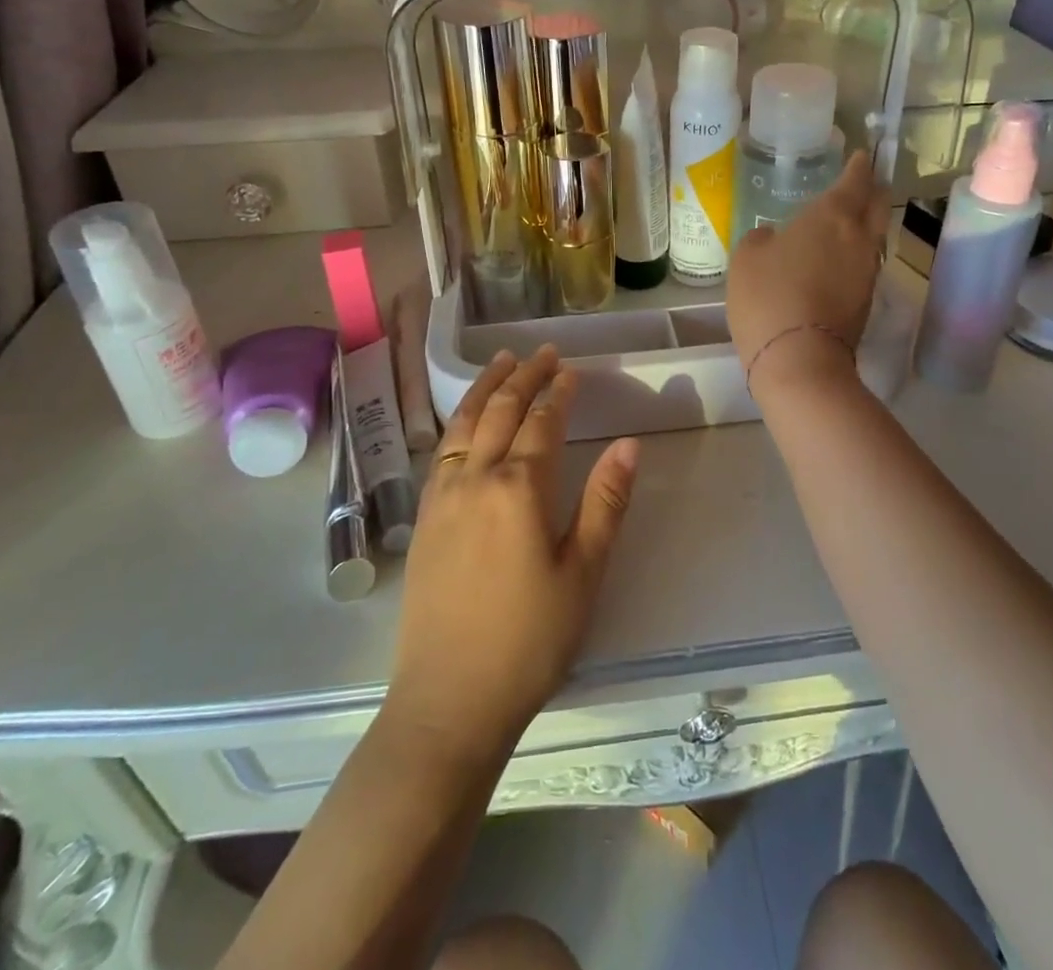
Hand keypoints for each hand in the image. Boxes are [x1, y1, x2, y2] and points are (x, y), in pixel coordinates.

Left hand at [386, 347, 638, 762]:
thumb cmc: (529, 640)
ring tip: (501, 361)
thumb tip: (629, 444)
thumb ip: (606, 503)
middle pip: (500, 411)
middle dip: (523, 376)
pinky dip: (458, 420)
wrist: (449, 700)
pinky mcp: (423, 519)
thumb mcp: (583, 573)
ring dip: (485, 388)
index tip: (572, 370)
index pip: (542, 422)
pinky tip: (465, 419)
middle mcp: (475, 480)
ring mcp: (442, 497)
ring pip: (463, 424)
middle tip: (542, 352)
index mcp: (519, 489)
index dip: (559, 392)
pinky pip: (441, 450)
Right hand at [728, 151, 887, 394]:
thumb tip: (773, 237)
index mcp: (832, 216)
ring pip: (875, 236)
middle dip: (872, 191)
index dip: (858, 166)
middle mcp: (859, 237)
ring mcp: (867, 271)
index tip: (861, 156)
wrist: (799, 358)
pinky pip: (865, 264)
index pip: (854, 180)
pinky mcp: (866, 301)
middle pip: (877, 205)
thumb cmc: (768, 296)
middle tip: (862, 184)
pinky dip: (856, 254)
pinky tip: (839, 260)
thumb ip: (761, 239)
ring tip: (848, 221)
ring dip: (866, 225)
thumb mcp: (747, 259)